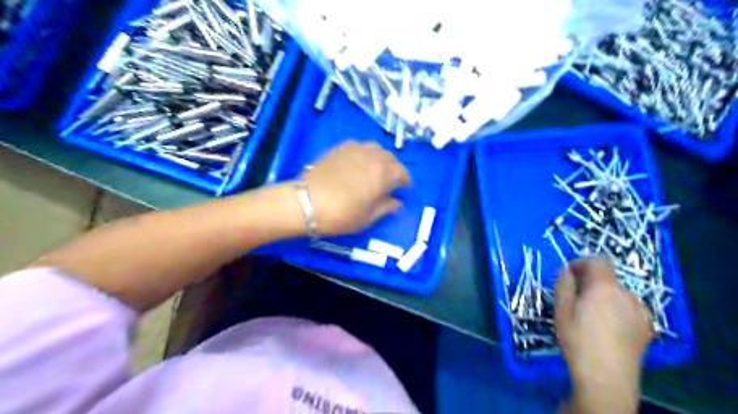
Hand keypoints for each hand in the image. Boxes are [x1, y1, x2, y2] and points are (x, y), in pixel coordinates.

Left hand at [302, 141, 412, 235]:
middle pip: (390, 158)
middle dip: (393, 169)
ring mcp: (356, 149)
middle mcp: (374, 157)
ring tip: (374, 170)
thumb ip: (386, 207)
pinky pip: (360, 146)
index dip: (405, 181)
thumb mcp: (368, 217)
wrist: (307, 201)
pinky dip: (364, 153)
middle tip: (389, 182)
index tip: (404, 189)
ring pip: (376, 149)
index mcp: (384, 174)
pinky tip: (357, 163)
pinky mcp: (340, 147)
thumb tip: (397, 202)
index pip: (403, 173)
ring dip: (380, 159)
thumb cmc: (342, 214)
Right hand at [557, 257, 653, 411]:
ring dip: (605, 294)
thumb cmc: (577, 341)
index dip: (582, 262)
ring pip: (619, 293)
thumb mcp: (561, 311)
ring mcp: (640, 312)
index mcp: (604, 288)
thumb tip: (566, 270)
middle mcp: (627, 295)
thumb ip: (564, 285)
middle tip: (575, 296)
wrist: (606, 378)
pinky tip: (609, 325)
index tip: (569, 273)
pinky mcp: (647, 327)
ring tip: (592, 313)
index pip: (598, 261)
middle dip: (591, 281)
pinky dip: (618, 308)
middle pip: (609, 277)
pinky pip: (630, 307)